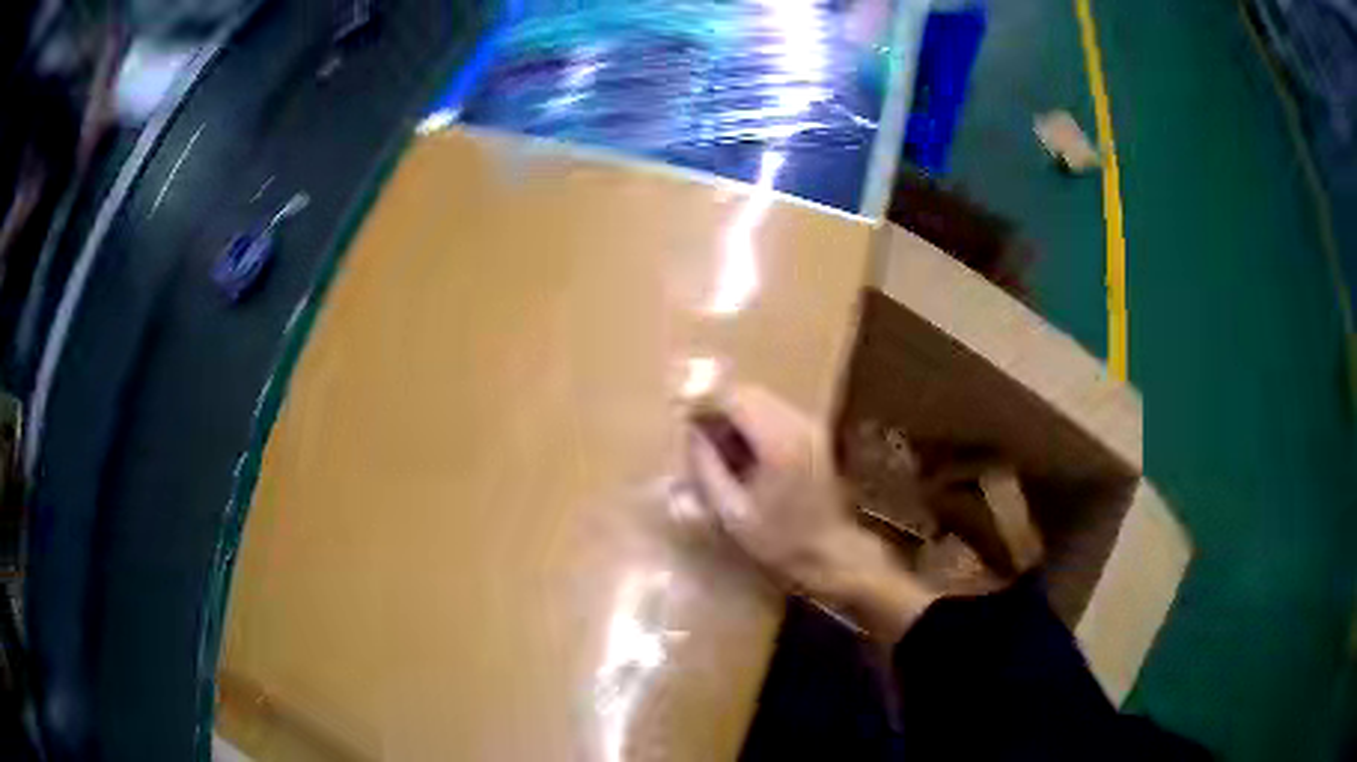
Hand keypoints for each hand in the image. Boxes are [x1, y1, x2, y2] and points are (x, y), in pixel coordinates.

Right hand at [686, 386, 937, 643]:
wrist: (829, 552)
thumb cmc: (778, 539)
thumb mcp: (731, 510)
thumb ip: (707, 467)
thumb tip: (691, 433)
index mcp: (778, 441)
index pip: (735, 398)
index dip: (705, 403)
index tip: (684, 421)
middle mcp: (798, 424)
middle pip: (750, 393)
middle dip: (720, 408)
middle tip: (698, 437)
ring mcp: (810, 426)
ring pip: (762, 401)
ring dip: (736, 415)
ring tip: (718, 448)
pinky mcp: (815, 434)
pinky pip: (775, 413)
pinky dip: (753, 423)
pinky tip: (743, 453)